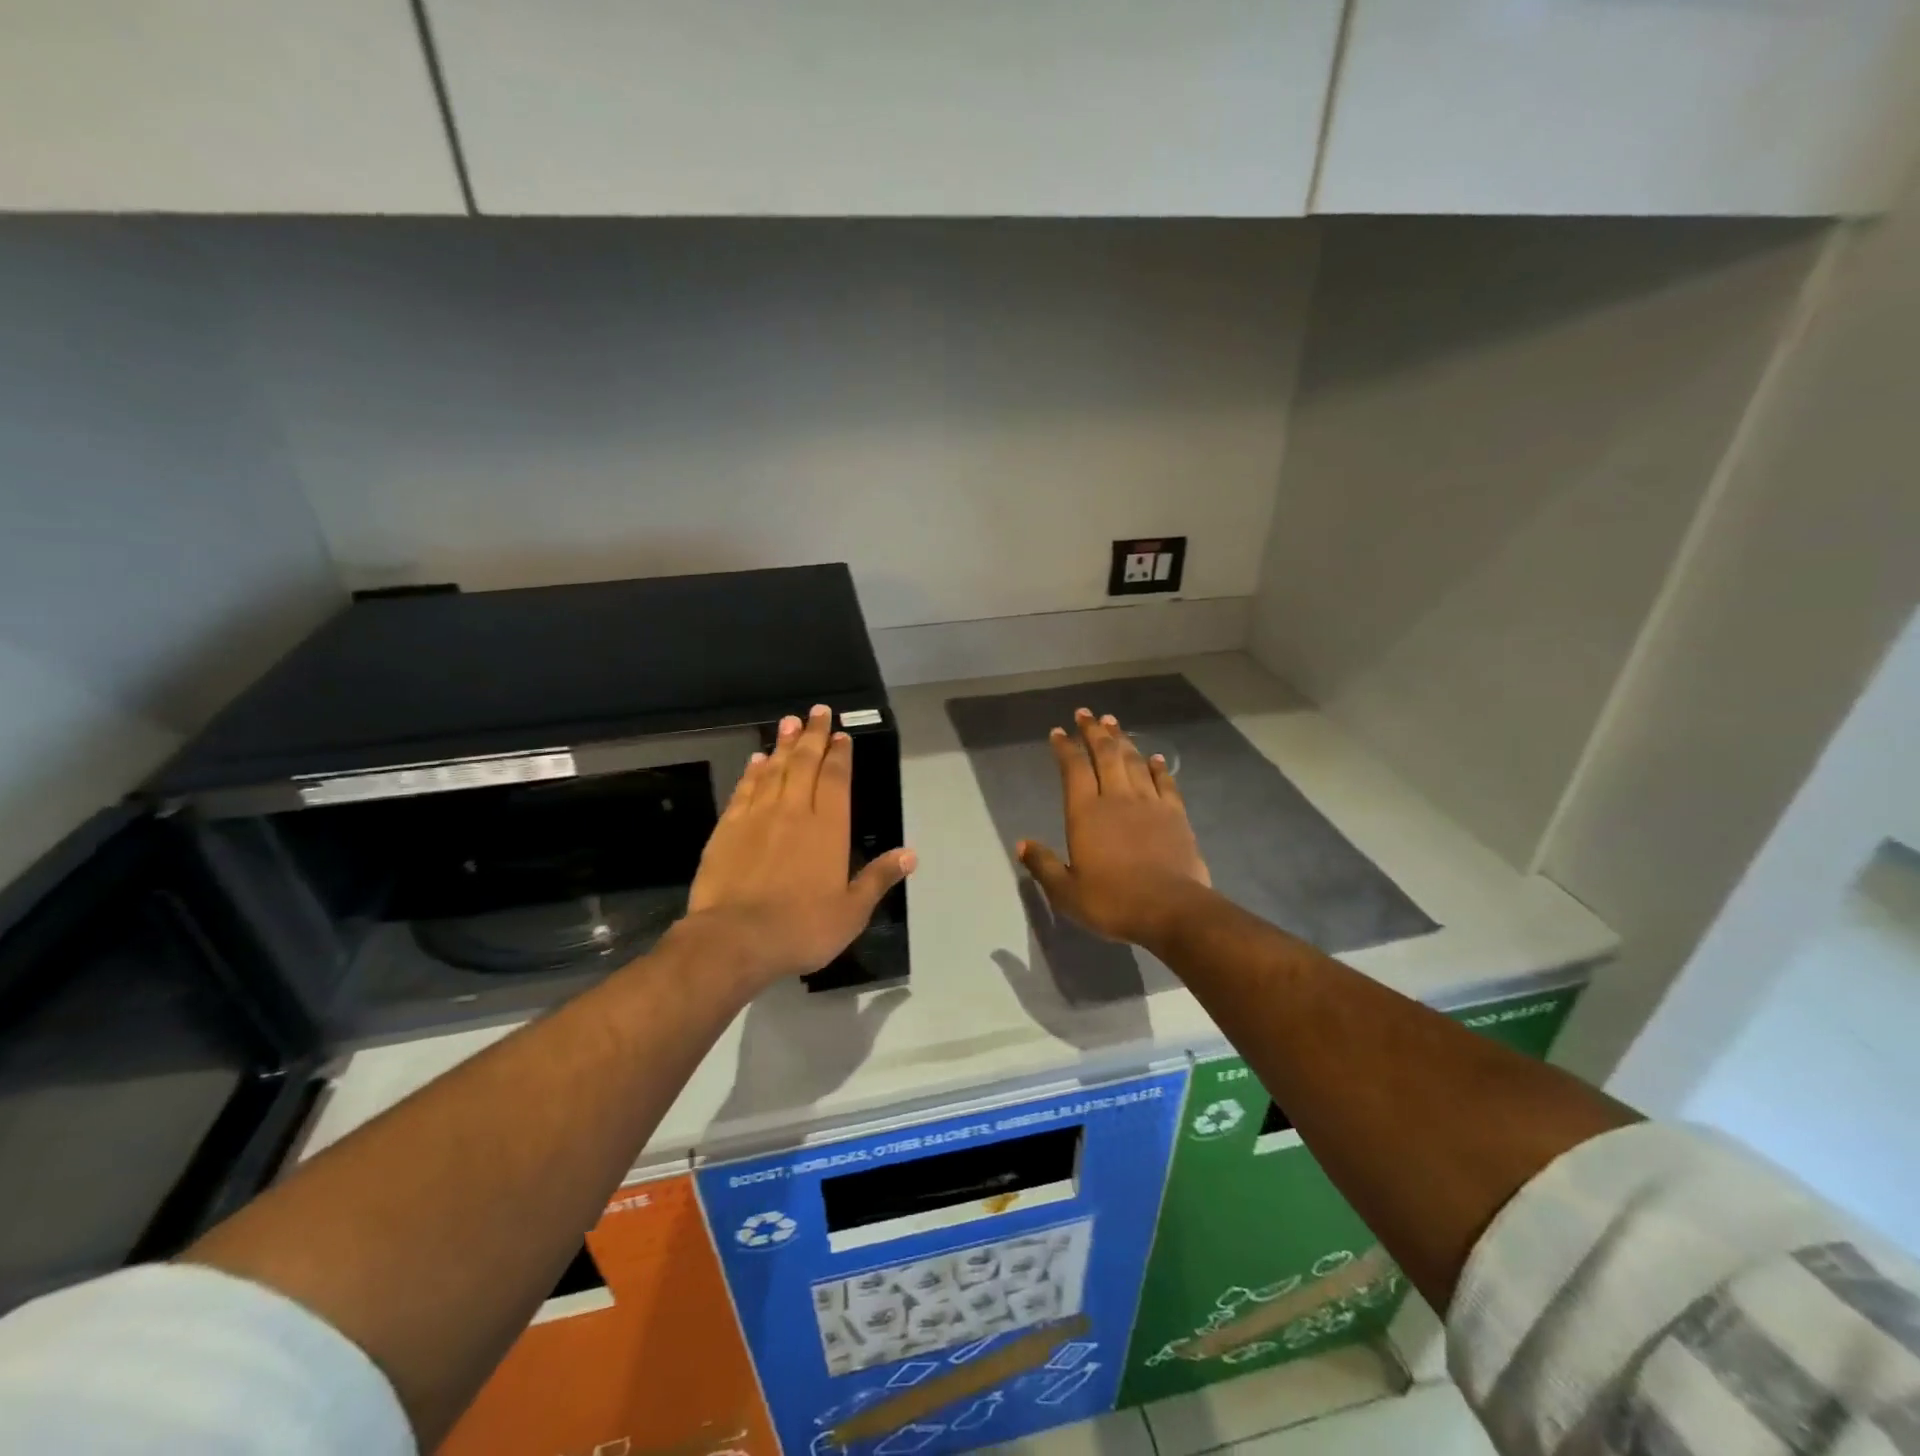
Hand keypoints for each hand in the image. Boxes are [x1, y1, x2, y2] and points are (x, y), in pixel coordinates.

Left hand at [677, 704, 916, 987]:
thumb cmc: (802, 927)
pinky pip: (745, 789)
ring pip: (774, 769)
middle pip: (805, 763)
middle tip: (817, 711)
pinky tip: (758, 760)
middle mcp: (794, 811)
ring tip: (789, 722)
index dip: (839, 755)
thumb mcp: (852, 911)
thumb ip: (879, 878)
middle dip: (813, 735)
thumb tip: (910, 855)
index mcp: (829, 828)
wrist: (735, 938)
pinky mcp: (728, 828)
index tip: (841, 735)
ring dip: (784, 744)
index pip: (836, 779)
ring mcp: (758, 816)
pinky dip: (753, 771)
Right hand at [1016, 709, 1211, 949]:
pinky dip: (1158, 767)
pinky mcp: (1175, 815)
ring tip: (1113, 723)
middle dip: (1093, 731)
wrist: (1171, 910)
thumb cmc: (1112, 901)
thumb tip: (1021, 845)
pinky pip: (1164, 782)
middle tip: (1086, 713)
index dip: (1064, 747)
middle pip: (1105, 754)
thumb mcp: (1066, 892)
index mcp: (1086, 813)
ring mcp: (1150, 803)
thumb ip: (1043, 866)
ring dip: (1123, 740)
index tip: (1058, 732)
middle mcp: (1116, 798)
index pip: (1073, 769)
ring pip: (1134, 761)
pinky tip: (1154, 758)